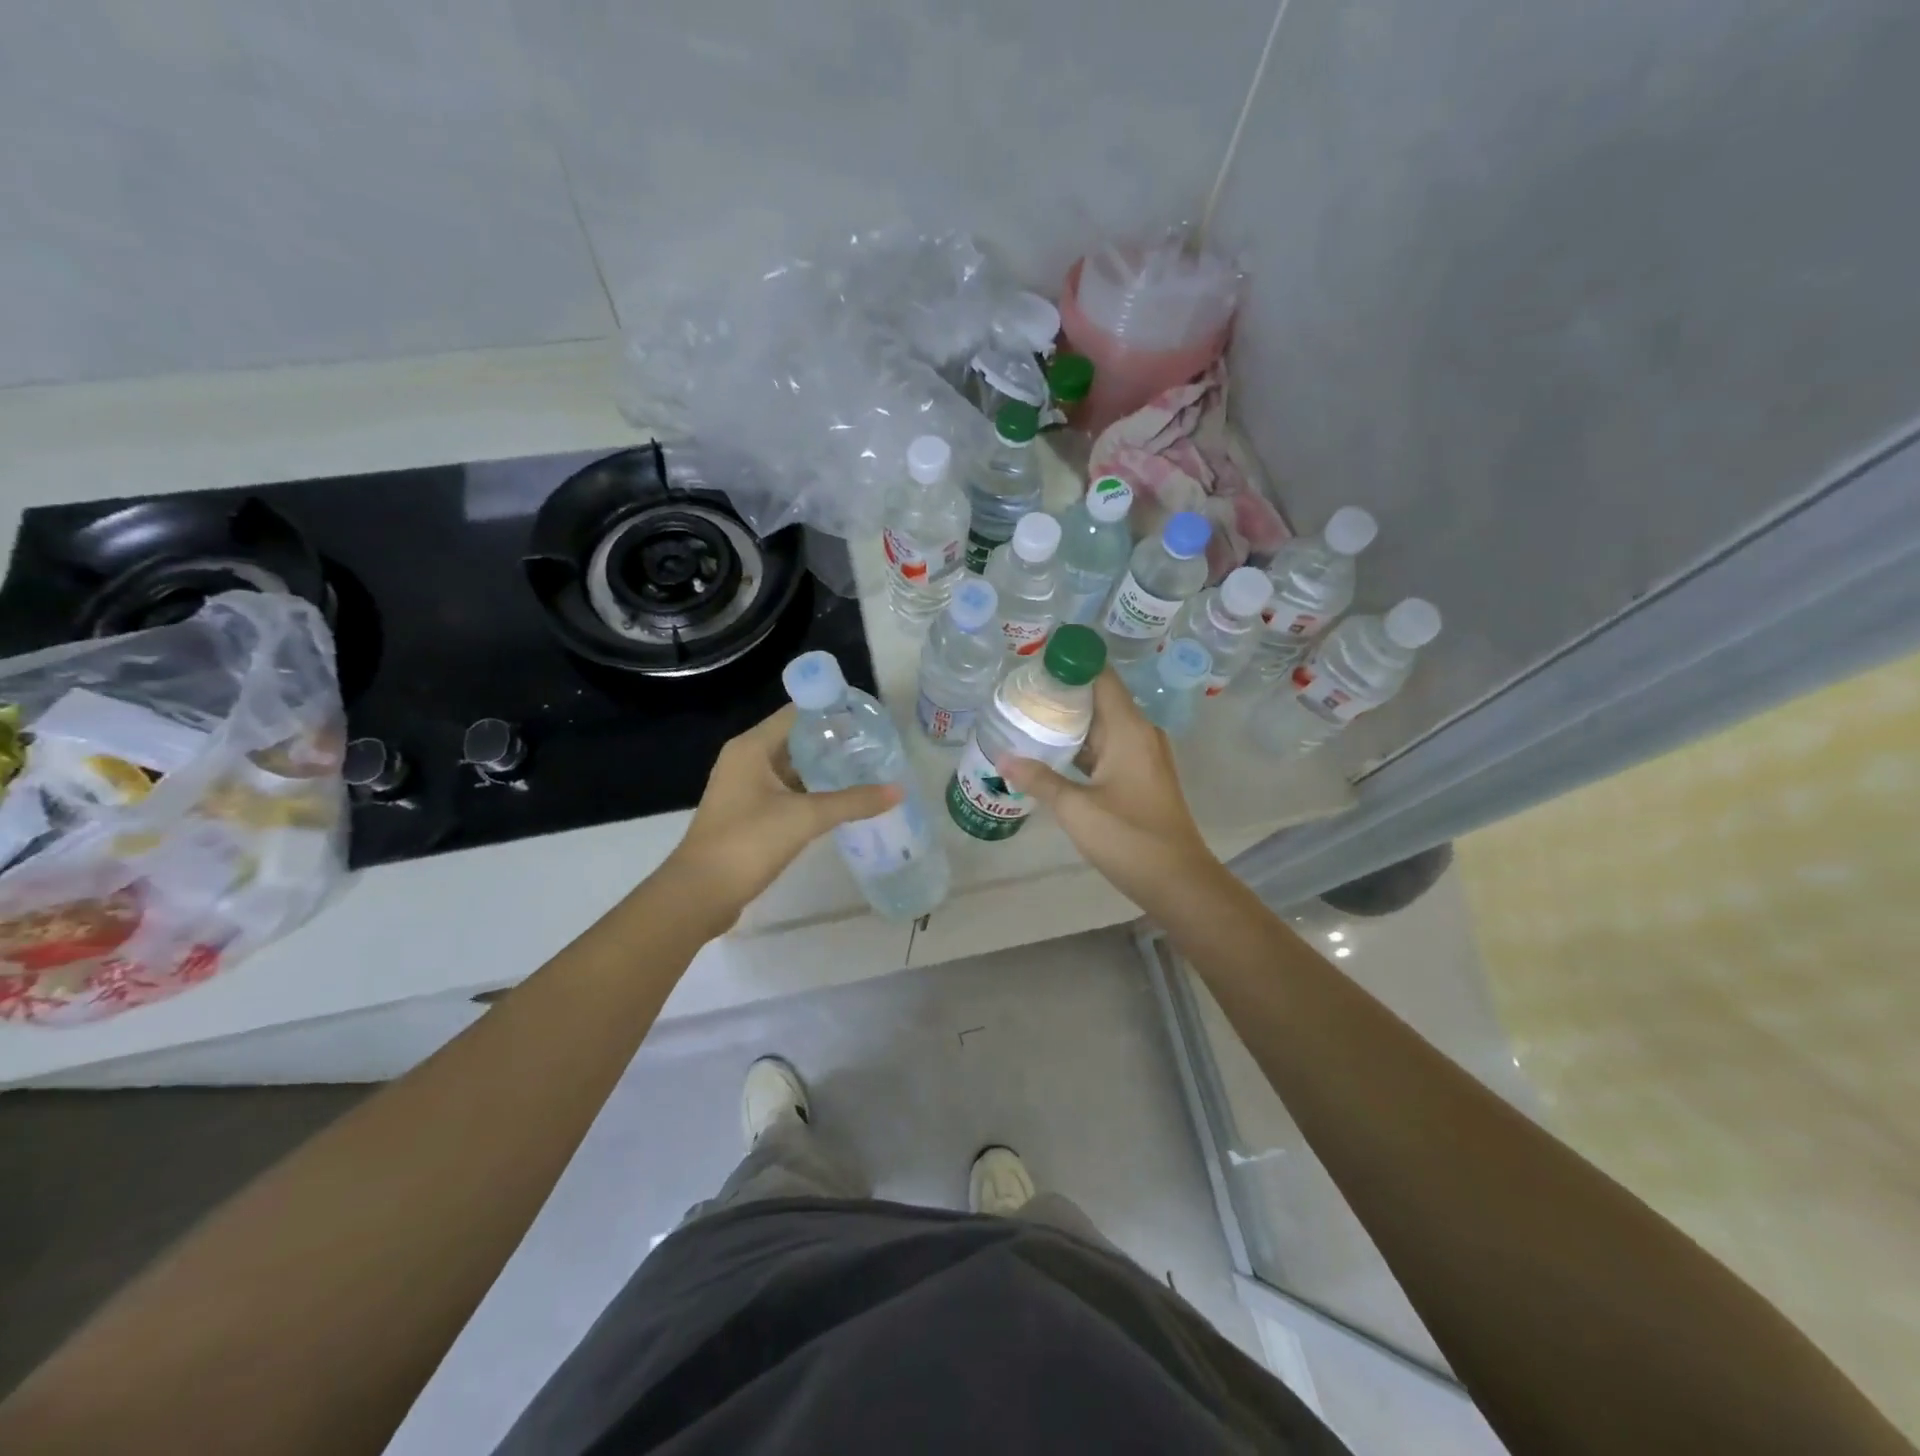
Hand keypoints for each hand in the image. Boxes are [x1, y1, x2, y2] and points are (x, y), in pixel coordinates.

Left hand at [662, 705, 900, 928]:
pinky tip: (841, 800)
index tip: (867, 719)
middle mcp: (746, 760)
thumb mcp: (805, 817)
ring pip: (792, 768)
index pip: (797, 713)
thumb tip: (898, 791)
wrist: (700, 894)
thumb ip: (853, 802)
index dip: (831, 712)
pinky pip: (787, 792)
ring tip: (865, 770)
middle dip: (833, 742)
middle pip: (795, 739)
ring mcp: (745, 789)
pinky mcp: (749, 814)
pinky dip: (812, 793)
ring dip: (823, 769)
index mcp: (751, 747)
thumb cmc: (748, 842)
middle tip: (873, 747)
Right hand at [1000, 669, 1220, 914]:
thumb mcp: (1075, 808)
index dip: (1070, 665)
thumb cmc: (1128, 837)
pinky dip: (1083, 746)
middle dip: (1062, 695)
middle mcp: (1140, 733)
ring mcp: (1143, 755)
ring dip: (1071, 723)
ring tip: (1029, 719)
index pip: (1100, 677)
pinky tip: (1053, 754)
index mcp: (1129, 729)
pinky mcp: (1141, 776)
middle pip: (1099, 699)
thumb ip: (1038, 779)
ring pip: (1103, 726)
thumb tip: (1002, 759)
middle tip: (1020, 694)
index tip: (1035, 664)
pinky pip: (1109, 748)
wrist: (1177, 880)